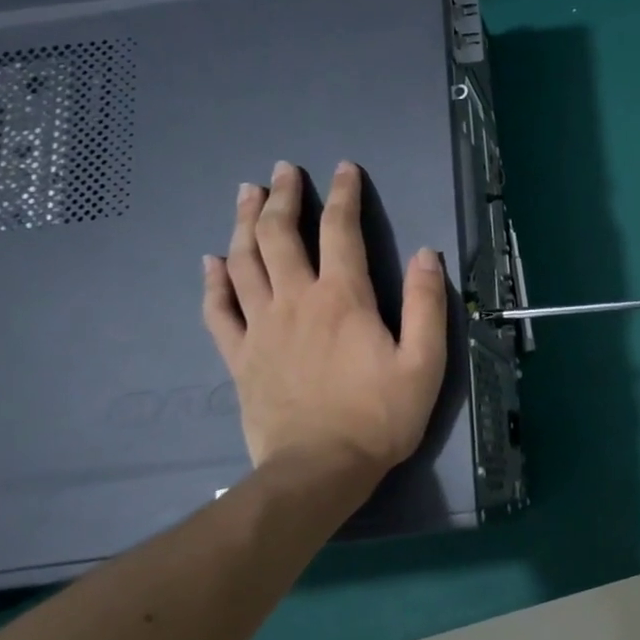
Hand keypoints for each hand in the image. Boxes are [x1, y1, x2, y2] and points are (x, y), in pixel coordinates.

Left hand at [202, 161, 447, 512]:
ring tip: (247, 193)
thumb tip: (427, 254)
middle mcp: (296, 300)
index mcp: (343, 297)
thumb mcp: (424, 362)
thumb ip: (427, 305)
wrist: (318, 471)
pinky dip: (214, 282)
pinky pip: (219, 310)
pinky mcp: (240, 356)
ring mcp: (261, 327)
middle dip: (282, 196)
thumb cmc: (378, 416)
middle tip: (284, 170)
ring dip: (245, 223)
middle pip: (280, 235)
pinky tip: (212, 262)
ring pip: (245, 262)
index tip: (344, 168)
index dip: (344, 194)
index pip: (341, 230)